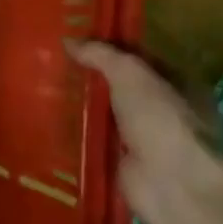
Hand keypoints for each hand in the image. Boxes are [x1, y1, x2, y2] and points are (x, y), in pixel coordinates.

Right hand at [65, 40, 222, 217]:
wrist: (170, 183)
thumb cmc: (161, 120)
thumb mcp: (130, 74)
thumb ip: (101, 54)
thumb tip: (69, 40)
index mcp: (179, 85)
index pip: (140, 59)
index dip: (111, 48)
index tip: (77, 40)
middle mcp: (165, 112)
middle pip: (122, 87)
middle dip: (92, 77)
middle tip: (54, 62)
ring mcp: (145, 139)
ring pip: (108, 113)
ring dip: (82, 105)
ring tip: (43, 87)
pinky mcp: (125, 163)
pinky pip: (97, 140)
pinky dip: (78, 132)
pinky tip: (50, 119)